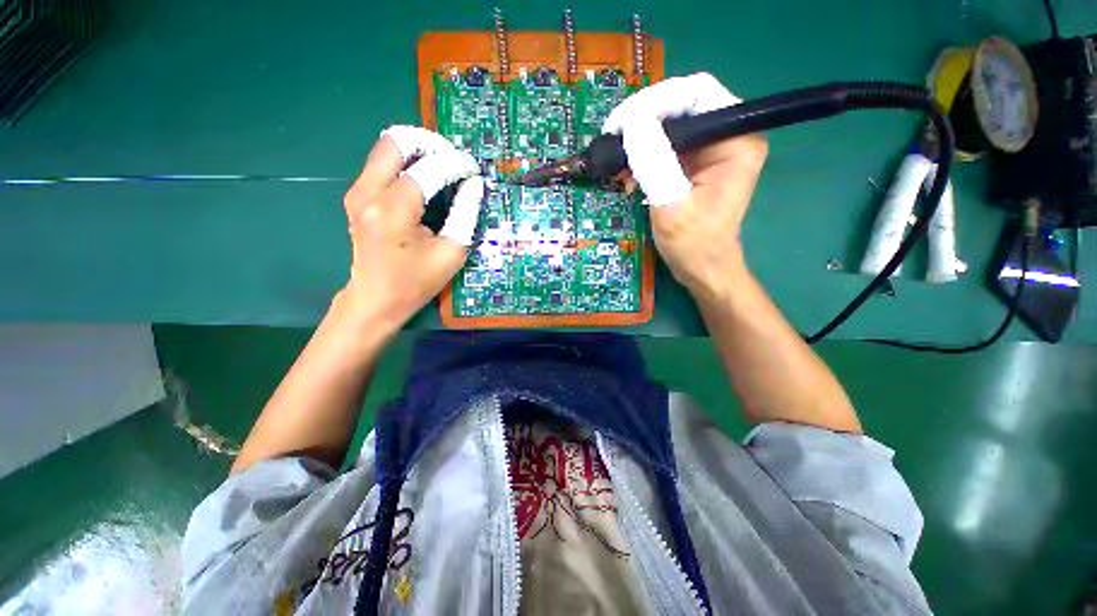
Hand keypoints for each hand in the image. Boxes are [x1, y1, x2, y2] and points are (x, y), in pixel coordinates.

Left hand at [338, 126, 482, 333]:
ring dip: (418, 150)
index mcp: (393, 211)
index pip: (429, 169)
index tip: (474, 171)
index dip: (456, 165)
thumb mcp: (451, 252)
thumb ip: (465, 213)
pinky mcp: (357, 195)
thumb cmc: (416, 281)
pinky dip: (406, 161)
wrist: (376, 299)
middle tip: (454, 160)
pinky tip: (425, 177)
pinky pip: (382, 163)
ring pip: (387, 147)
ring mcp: (357, 191)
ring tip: (443, 166)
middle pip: (397, 141)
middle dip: (431, 144)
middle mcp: (368, 193)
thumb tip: (473, 183)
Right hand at [603, 73, 768, 300]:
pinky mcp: (695, 163)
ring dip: (639, 135)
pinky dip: (642, 151)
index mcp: (735, 140)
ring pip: (670, 123)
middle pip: (682, 104)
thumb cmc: (694, 245)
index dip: (655, 101)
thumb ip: (655, 163)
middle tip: (611, 137)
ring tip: (614, 154)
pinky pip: (665, 144)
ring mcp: (711, 149)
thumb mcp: (672, 206)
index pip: (696, 93)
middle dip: (643, 117)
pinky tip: (625, 167)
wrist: (702, 269)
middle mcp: (727, 135)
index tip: (620, 124)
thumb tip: (632, 123)